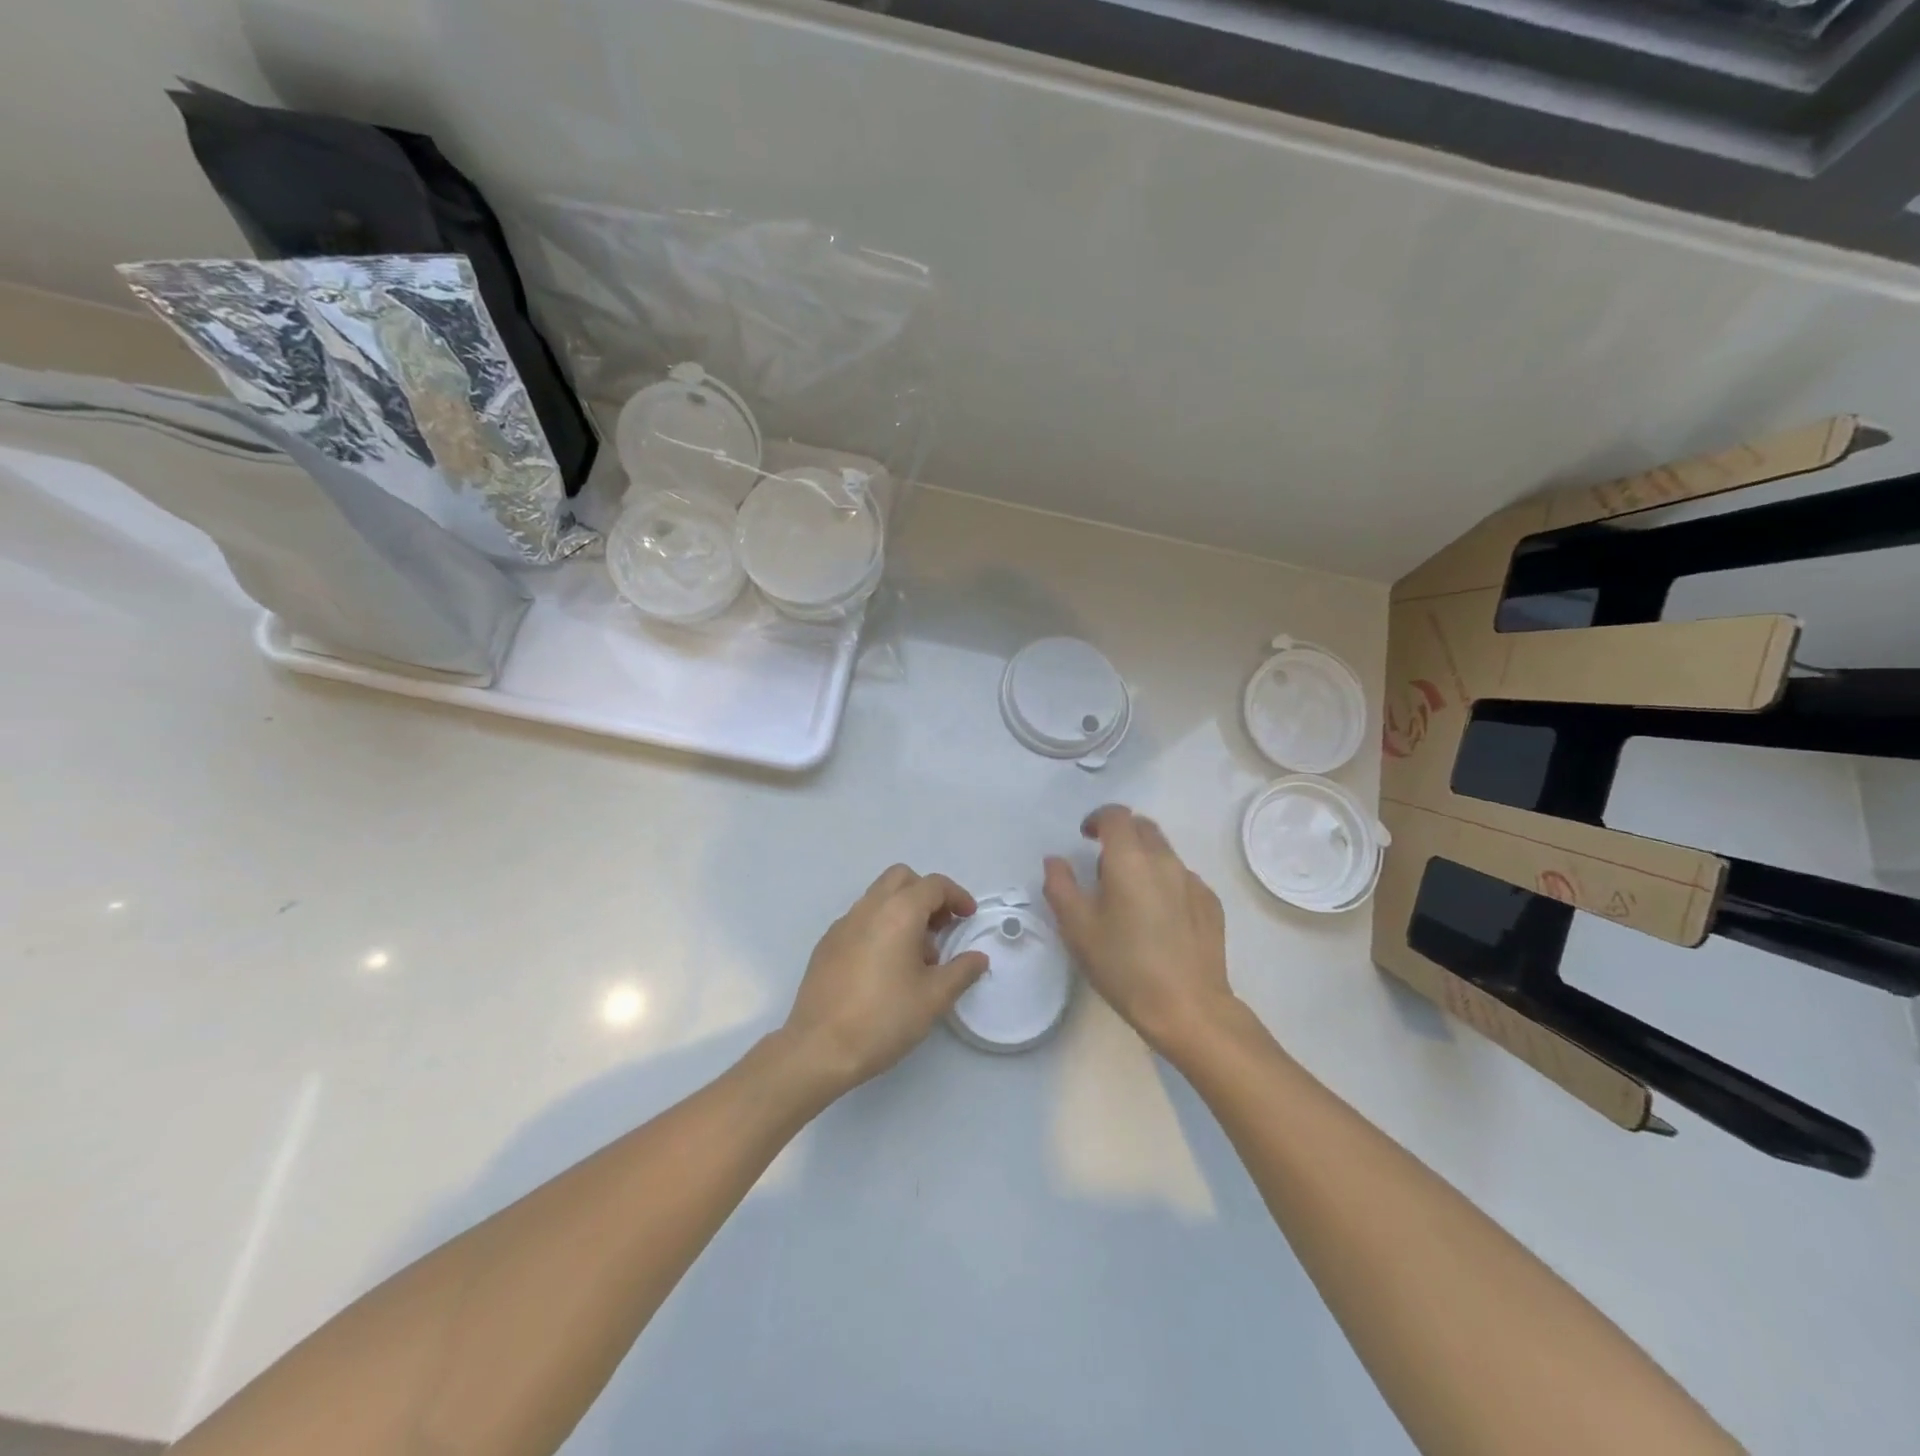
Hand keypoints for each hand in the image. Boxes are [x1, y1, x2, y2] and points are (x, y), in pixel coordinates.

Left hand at [780, 865, 989, 1096]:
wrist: (819, 1048)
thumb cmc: (884, 1018)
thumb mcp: (934, 998)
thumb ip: (961, 971)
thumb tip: (978, 958)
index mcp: (898, 913)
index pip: (933, 885)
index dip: (956, 896)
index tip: (968, 917)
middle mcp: (868, 908)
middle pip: (902, 878)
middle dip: (926, 894)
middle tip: (941, 927)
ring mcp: (843, 924)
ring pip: (878, 897)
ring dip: (903, 911)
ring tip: (916, 956)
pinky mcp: (826, 944)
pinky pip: (860, 920)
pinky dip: (880, 927)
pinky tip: (885, 967)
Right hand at [1044, 805, 1236, 1055]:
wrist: (1189, 1007)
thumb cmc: (1124, 966)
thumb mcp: (1078, 928)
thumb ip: (1060, 886)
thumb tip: (1055, 860)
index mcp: (1130, 859)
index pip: (1116, 816)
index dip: (1097, 819)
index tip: (1085, 837)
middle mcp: (1165, 860)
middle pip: (1143, 827)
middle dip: (1121, 835)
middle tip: (1103, 865)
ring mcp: (1193, 881)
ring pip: (1164, 853)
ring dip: (1143, 860)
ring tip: (1129, 897)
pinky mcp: (1211, 904)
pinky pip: (1182, 879)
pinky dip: (1165, 884)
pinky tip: (1158, 919)